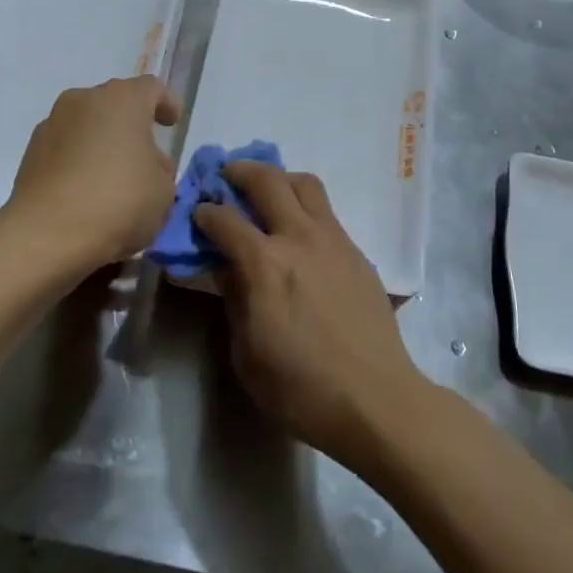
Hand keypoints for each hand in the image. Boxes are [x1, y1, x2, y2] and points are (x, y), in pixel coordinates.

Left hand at [6, 76, 181, 271]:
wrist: (46, 234)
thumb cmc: (117, 202)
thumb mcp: (164, 192)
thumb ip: (161, 170)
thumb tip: (146, 165)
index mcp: (122, 99)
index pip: (151, 88)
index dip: (165, 103)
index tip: (172, 123)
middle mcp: (83, 100)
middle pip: (115, 104)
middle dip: (131, 127)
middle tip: (145, 159)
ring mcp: (52, 123)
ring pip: (87, 125)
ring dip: (101, 143)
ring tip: (113, 179)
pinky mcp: (30, 152)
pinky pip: (65, 148)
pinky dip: (78, 161)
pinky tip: (86, 192)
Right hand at [194, 161, 427, 466]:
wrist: (376, 399)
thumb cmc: (301, 388)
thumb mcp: (246, 353)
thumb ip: (233, 299)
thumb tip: (225, 267)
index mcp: (264, 264)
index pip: (224, 219)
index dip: (204, 212)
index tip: (196, 213)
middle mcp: (298, 238)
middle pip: (267, 180)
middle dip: (239, 172)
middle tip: (226, 177)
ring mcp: (333, 240)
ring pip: (304, 184)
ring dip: (278, 179)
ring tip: (266, 192)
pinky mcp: (356, 252)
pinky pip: (326, 212)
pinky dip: (304, 207)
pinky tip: (298, 233)